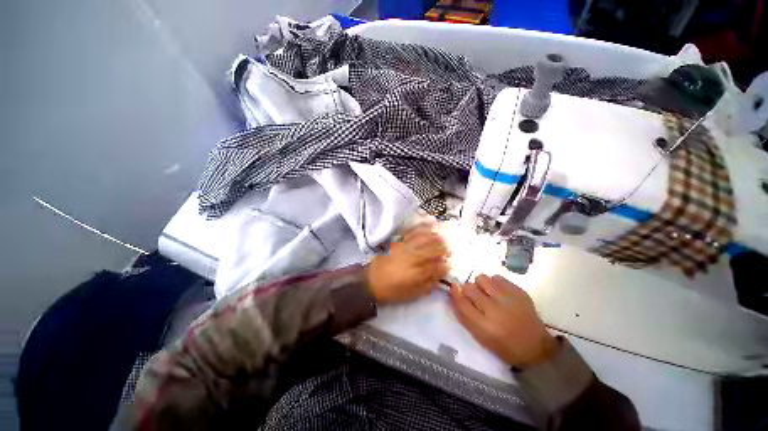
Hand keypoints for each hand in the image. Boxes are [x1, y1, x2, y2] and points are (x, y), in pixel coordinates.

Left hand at [367, 225, 449, 303]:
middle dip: (442, 248)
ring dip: (435, 237)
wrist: (371, 281)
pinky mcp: (398, 241)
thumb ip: (428, 283)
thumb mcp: (411, 293)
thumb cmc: (392, 290)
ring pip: (423, 238)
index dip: (444, 265)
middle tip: (448, 250)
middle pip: (431, 249)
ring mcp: (404, 247)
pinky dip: (422, 226)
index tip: (449, 264)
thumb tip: (441, 271)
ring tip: (442, 237)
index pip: (435, 266)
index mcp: (415, 273)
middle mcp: (411, 257)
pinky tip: (430, 222)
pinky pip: (412, 231)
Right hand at [450, 274, 556, 368]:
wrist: (536, 347)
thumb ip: (464, 314)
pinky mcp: (519, 292)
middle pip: (470, 288)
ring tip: (487, 293)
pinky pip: (497, 277)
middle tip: (474, 297)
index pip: (462, 303)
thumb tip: (454, 291)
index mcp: (485, 327)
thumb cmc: (504, 346)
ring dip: (480, 284)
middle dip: (467, 290)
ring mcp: (509, 299)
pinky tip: (499, 293)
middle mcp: (496, 311)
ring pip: (482, 278)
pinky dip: (494, 283)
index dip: (455, 293)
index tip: (453, 288)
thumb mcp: (480, 336)